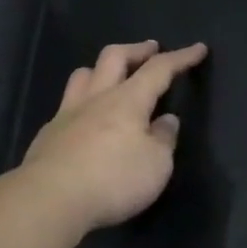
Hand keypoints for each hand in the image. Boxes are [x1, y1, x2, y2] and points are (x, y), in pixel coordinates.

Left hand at [20, 40, 208, 232]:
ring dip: (101, 69)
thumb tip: (166, 120)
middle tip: (151, 48)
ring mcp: (67, 114)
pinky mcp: (48, 135)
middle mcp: (96, 98)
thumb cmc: (112, 180)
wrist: (49, 199)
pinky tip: (85, 119)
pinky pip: (67, 105)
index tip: (198, 48)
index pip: (159, 69)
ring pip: (83, 75)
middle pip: (114, 57)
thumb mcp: (156, 165)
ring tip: (112, 75)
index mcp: (127, 101)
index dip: (180, 58)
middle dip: (136, 49)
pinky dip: (82, 102)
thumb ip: (163, 139)